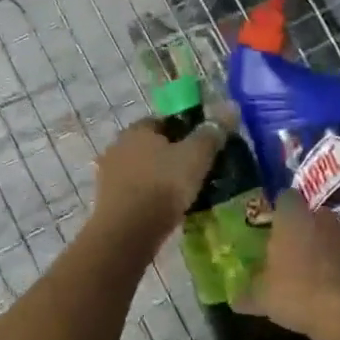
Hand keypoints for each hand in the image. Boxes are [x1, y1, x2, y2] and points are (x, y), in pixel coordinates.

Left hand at [92, 115, 225, 241]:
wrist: (127, 233)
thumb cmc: (163, 186)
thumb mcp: (196, 156)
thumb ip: (212, 132)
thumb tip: (231, 106)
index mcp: (137, 129)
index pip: (164, 121)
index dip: (186, 132)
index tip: (203, 149)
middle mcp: (119, 146)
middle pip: (153, 146)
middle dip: (172, 156)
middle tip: (196, 173)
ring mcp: (110, 174)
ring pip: (144, 170)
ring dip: (160, 178)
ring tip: (184, 195)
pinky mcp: (108, 201)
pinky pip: (136, 192)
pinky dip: (149, 197)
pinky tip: (165, 210)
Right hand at [237, 191, 339, 339]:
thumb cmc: (299, 294)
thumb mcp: (263, 298)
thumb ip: (248, 294)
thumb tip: (234, 298)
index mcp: (294, 217)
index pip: (285, 198)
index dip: (278, 210)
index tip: (272, 228)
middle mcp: (324, 219)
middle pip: (311, 216)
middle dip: (302, 231)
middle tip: (289, 254)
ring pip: (332, 236)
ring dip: (323, 250)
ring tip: (311, 277)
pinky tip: (332, 293)